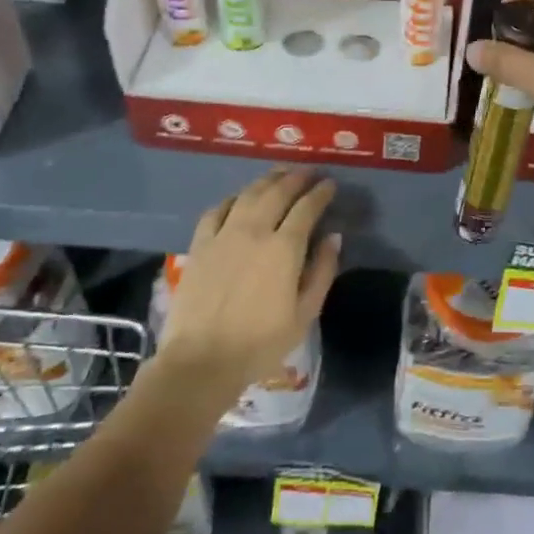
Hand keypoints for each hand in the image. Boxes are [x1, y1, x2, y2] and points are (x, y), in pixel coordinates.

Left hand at [155, 168, 340, 393]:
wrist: (201, 362)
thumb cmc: (260, 344)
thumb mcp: (304, 314)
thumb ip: (322, 271)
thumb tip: (333, 237)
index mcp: (284, 248)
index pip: (307, 208)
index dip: (321, 192)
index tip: (330, 184)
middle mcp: (254, 231)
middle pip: (277, 192)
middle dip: (296, 178)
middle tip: (308, 172)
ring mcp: (223, 235)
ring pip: (248, 195)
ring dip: (266, 181)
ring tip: (279, 174)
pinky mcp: (199, 245)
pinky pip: (216, 210)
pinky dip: (232, 199)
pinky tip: (238, 199)